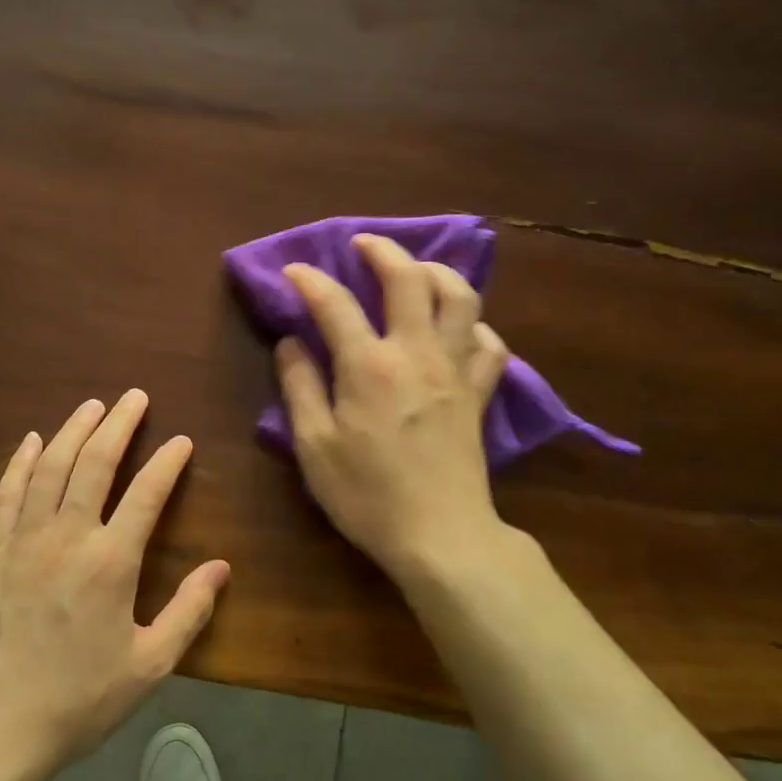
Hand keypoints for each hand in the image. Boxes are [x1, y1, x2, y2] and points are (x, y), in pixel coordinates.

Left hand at [0, 390, 229, 774]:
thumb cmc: (78, 700)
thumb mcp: (149, 665)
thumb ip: (189, 612)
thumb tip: (221, 567)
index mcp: (111, 562)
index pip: (147, 494)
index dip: (168, 463)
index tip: (182, 441)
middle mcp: (67, 537)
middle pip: (95, 463)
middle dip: (119, 424)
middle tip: (135, 397)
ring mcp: (22, 540)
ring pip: (50, 467)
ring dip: (73, 430)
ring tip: (92, 405)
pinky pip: (7, 493)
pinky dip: (21, 462)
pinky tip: (32, 442)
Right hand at [276, 233, 509, 577]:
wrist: (440, 535)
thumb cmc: (367, 495)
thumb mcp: (314, 446)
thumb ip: (300, 387)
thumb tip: (291, 342)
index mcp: (369, 366)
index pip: (335, 304)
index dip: (310, 281)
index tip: (294, 271)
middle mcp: (417, 353)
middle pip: (409, 279)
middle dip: (383, 251)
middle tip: (363, 245)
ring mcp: (456, 370)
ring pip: (461, 297)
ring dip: (437, 272)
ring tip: (416, 270)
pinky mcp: (479, 393)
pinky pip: (490, 344)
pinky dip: (475, 326)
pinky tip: (459, 330)